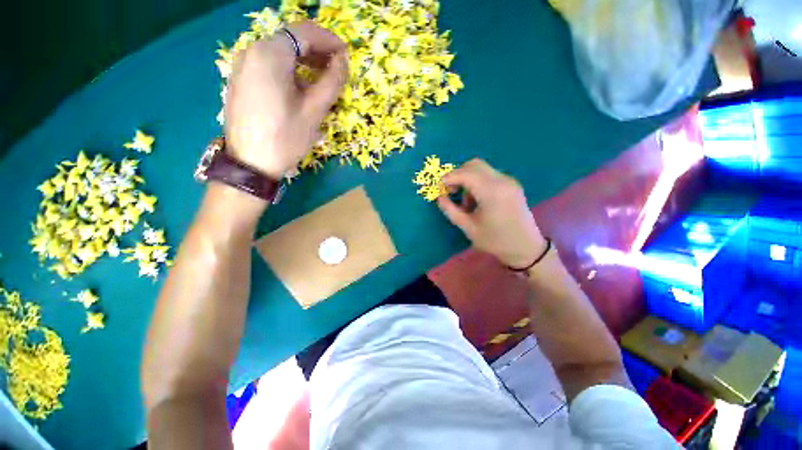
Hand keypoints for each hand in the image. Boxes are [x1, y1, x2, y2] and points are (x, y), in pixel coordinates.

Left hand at [224, 21, 348, 178]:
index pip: (304, 32)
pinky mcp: (240, 79)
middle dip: (317, 51)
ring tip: (322, 80)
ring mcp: (242, 65)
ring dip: (304, 62)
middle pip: (290, 40)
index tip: (346, 54)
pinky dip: (289, 70)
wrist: (251, 163)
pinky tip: (300, 88)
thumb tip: (343, 61)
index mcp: (270, 53)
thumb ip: (332, 81)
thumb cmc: (286, 136)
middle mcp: (252, 51)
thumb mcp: (315, 110)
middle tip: (337, 69)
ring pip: (279, 53)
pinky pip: (269, 65)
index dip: (329, 40)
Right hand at [437, 159, 546, 267]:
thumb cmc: (495, 240)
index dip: (449, 178)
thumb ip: (451, 210)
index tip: (439, 188)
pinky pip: (490, 176)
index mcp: (491, 192)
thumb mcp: (468, 228)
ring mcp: (509, 181)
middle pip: (474, 165)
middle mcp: (502, 181)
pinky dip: (478, 183)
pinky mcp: (512, 185)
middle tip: (450, 192)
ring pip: (481, 169)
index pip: (465, 173)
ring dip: (468, 180)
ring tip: (466, 203)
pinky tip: (477, 201)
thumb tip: (439, 197)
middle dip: (458, 175)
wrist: (526, 248)